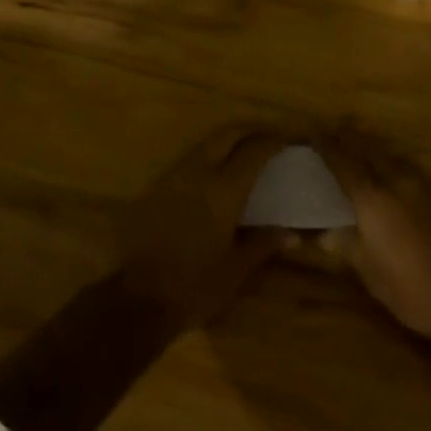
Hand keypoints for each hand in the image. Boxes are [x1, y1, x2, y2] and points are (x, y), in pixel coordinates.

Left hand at [116, 126, 290, 326]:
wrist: (137, 300)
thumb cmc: (194, 286)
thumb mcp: (236, 269)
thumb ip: (264, 243)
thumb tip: (293, 234)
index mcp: (223, 191)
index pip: (253, 152)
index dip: (273, 141)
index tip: (289, 141)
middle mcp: (198, 173)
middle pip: (227, 135)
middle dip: (250, 130)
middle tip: (268, 138)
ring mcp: (174, 177)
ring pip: (205, 143)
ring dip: (227, 141)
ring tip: (245, 152)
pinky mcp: (157, 187)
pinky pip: (189, 159)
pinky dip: (208, 155)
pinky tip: (215, 173)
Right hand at [317, 127, 430, 361]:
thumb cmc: (418, 292)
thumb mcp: (373, 277)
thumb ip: (347, 248)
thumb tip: (322, 234)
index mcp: (374, 200)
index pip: (343, 162)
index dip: (326, 146)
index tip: (311, 133)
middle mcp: (398, 182)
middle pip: (369, 148)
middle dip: (348, 136)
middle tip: (332, 129)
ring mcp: (425, 185)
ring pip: (392, 153)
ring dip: (372, 144)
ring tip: (358, 140)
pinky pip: (410, 165)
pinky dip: (393, 159)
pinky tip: (393, 168)